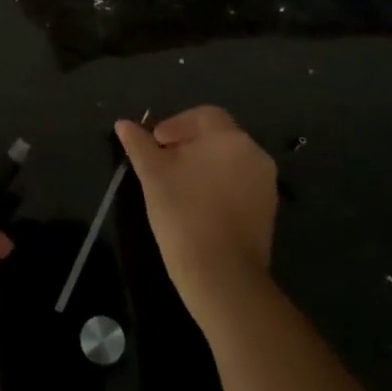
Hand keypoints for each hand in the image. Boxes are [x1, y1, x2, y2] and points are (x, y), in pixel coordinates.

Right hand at [116, 106, 279, 325]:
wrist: (222, 275)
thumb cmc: (183, 213)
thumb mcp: (152, 174)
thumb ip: (139, 144)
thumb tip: (123, 124)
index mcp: (230, 138)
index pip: (203, 115)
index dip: (175, 124)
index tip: (155, 144)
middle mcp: (254, 154)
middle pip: (217, 137)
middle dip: (188, 145)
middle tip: (162, 164)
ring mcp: (265, 184)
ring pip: (228, 161)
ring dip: (203, 165)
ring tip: (176, 186)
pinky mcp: (267, 211)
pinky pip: (239, 185)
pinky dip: (218, 186)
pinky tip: (197, 206)